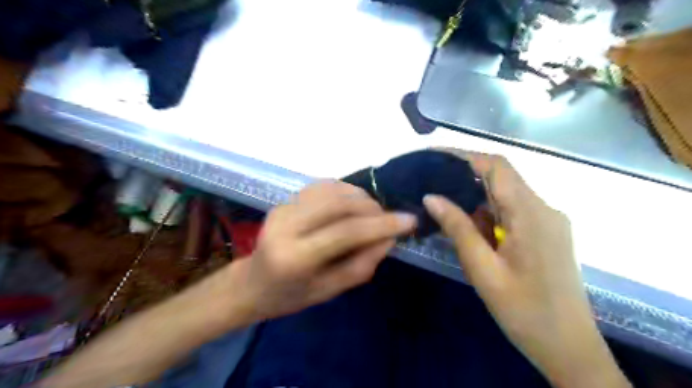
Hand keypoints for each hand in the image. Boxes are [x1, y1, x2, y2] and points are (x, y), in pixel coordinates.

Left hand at [232, 182, 414, 320]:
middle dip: (373, 207)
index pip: (346, 231)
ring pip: (332, 189)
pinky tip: (353, 204)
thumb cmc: (291, 296)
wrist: (251, 283)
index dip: (382, 224)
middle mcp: (286, 225)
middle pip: (340, 203)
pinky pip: (322, 186)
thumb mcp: (330, 291)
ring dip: (361, 197)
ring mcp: (283, 208)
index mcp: (295, 257)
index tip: (410, 221)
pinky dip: (345, 191)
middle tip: (389, 218)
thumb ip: (362, 264)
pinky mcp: (285, 200)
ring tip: (373, 212)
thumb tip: (389, 238)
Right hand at [425, 152, 630, 387]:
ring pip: (504, 196)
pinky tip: (469, 229)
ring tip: (442, 208)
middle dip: (464, 178)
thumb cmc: (524, 311)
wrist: (568, 349)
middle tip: (430, 185)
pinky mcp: (545, 234)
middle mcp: (543, 209)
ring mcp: (547, 221)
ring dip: (474, 199)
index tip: (433, 158)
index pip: (497, 167)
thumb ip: (458, 229)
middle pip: (501, 178)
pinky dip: (487, 214)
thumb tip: (431, 196)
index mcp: (532, 214)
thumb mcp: (483, 270)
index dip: (464, 156)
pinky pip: (512, 212)